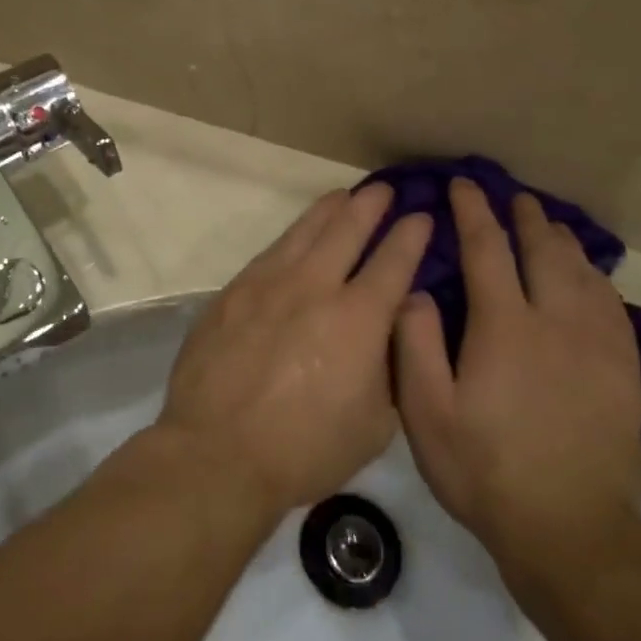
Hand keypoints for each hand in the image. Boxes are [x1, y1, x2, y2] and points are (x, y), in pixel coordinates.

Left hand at [157, 186, 433, 512]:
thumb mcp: (374, 423)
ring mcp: (269, 284)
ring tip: (343, 196)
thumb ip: (389, 368)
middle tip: (383, 190)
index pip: (394, 261)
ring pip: (305, 232)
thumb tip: (389, 328)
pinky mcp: (234, 292)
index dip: (411, 235)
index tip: (422, 217)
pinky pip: (271, 252)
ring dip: (328, 210)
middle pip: (347, 229)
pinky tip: (296, 235)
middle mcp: (315, 287)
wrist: (219, 451)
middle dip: (370, 205)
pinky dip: (292, 237)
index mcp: (358, 318)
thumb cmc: (306, 448)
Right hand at [394, 178, 640, 577]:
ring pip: (582, 272)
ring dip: (562, 241)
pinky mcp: (623, 370)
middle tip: (513, 197)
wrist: (570, 530)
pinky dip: (596, 278)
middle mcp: (555, 321)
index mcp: (504, 326)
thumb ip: (415, 345)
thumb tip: (415, 290)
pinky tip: (589, 277)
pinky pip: (613, 305)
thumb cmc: (485, 470)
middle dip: (525, 217)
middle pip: (543, 250)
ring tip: (549, 225)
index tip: (463, 186)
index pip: (486, 249)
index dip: (472, 212)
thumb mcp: (427, 413)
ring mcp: (597, 345)